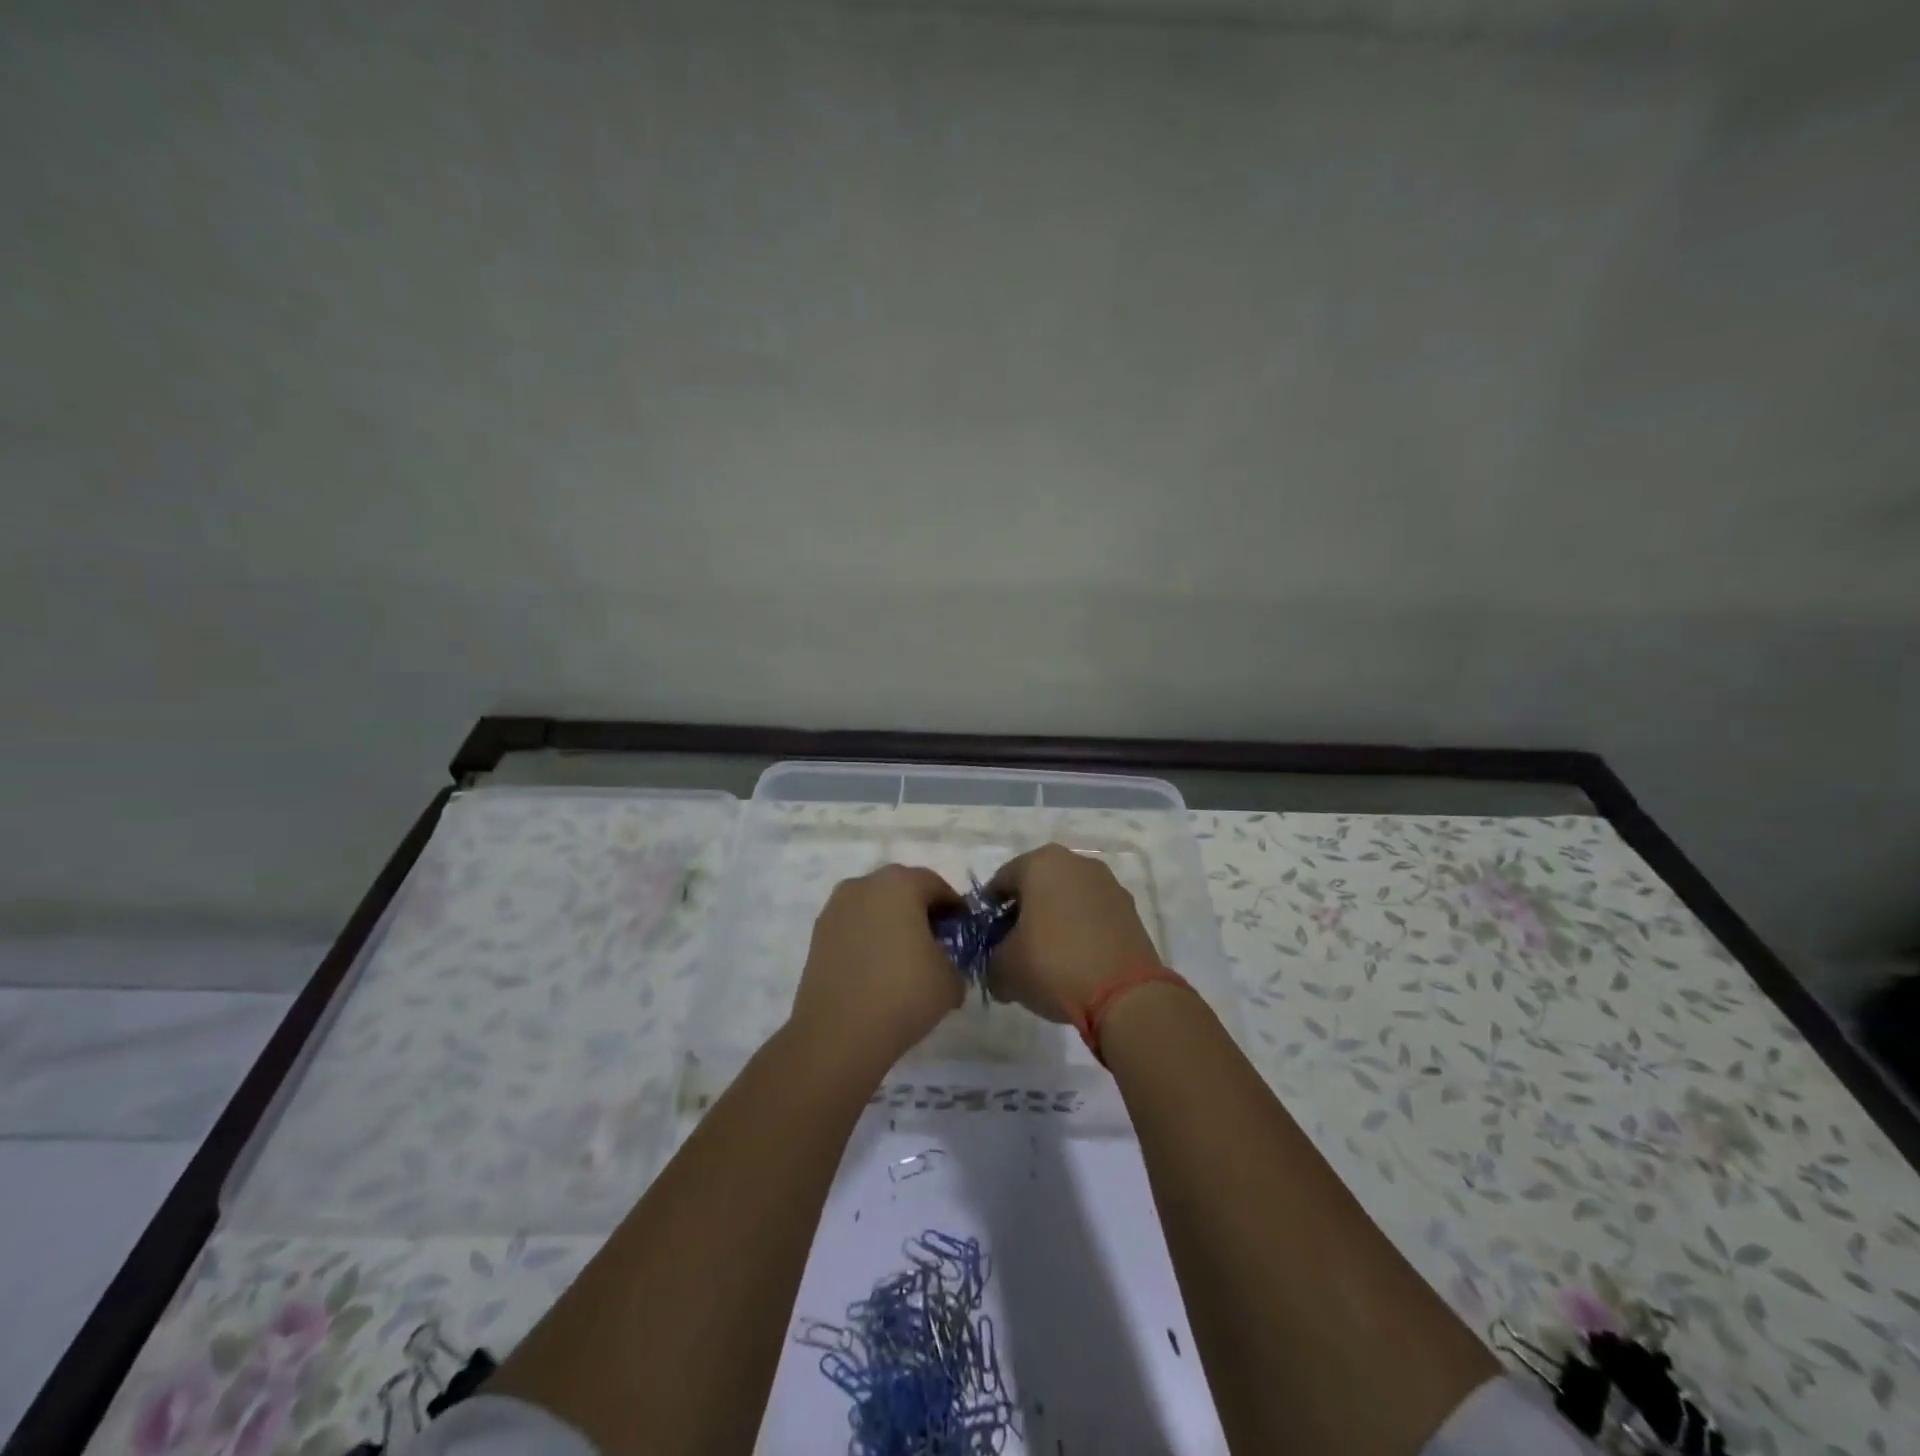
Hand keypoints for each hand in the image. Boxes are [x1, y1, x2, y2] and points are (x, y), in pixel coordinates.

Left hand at [789, 865, 964, 1072]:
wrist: (838, 1033)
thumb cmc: (903, 993)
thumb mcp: (950, 979)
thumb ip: (955, 960)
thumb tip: (944, 964)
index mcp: (900, 884)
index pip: (936, 885)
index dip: (954, 908)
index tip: (962, 933)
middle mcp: (864, 885)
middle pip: (902, 890)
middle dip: (921, 912)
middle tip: (936, 944)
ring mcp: (836, 908)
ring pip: (874, 907)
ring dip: (891, 924)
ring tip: (904, 960)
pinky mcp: (818, 934)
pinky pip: (854, 927)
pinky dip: (868, 939)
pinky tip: (877, 970)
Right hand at [986, 844, 1162, 1022]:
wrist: (1124, 994)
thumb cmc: (1053, 965)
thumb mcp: (1004, 969)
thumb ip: (991, 959)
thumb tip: (998, 964)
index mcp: (1041, 863)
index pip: (1002, 880)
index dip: (990, 910)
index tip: (986, 937)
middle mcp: (1076, 863)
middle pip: (1037, 885)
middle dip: (1023, 912)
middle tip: (1014, 946)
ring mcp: (1108, 884)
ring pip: (1067, 898)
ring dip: (1054, 919)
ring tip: (1047, 956)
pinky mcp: (1130, 909)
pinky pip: (1092, 914)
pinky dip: (1080, 929)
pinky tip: (1075, 960)